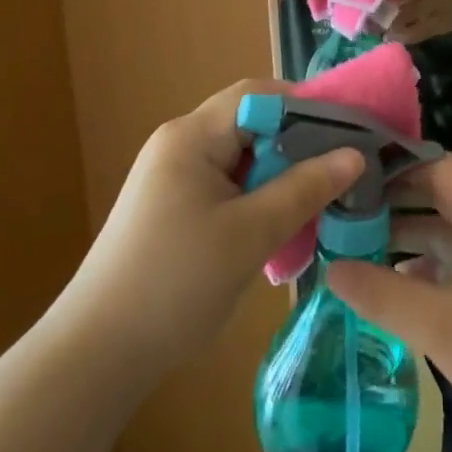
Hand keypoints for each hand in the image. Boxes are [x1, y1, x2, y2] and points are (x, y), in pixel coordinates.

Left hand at [58, 79, 365, 378]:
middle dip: (297, 148)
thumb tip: (355, 155)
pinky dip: (258, 201)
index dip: (306, 107)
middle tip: (339, 177)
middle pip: (252, 125)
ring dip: (280, 179)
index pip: (259, 94)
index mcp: (192, 136)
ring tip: (315, 209)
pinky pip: (227, 187)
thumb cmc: (176, 284)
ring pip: (243, 160)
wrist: (95, 357)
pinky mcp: (173, 209)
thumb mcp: (250, 233)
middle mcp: (180, 145)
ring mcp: (173, 178)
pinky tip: (278, 232)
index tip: (349, 135)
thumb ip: (304, 188)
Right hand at [325, 155, 451, 451]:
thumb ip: (382, 293)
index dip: (391, 166)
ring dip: (406, 232)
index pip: (434, 164)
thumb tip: (330, 267)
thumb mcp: (440, 327)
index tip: (346, 177)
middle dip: (392, 199)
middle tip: (339, 211)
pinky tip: (391, 280)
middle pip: (438, 191)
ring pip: (447, 224)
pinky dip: (426, 260)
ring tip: (353, 244)